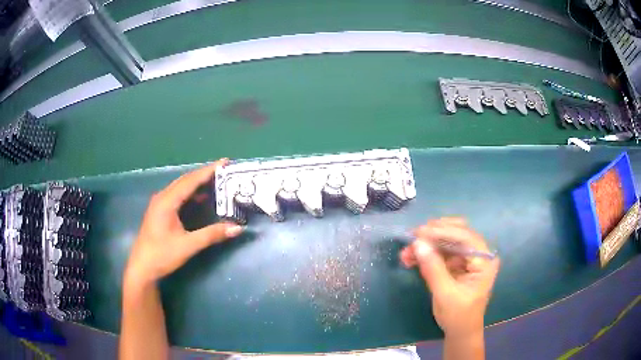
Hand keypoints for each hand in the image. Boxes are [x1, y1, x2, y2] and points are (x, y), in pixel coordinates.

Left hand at [124, 159, 243, 285]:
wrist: (142, 268)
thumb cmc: (162, 255)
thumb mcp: (188, 246)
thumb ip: (211, 235)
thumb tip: (237, 227)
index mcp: (167, 201)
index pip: (190, 181)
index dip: (208, 171)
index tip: (225, 162)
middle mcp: (162, 197)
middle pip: (185, 180)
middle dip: (204, 174)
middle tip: (224, 170)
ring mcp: (160, 204)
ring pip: (181, 187)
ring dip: (198, 182)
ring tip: (216, 180)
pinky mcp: (160, 211)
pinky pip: (178, 195)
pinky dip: (191, 193)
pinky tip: (201, 197)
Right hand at [400, 218, 499, 337]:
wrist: (460, 331)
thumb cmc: (458, 316)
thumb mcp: (445, 294)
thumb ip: (433, 268)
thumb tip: (418, 243)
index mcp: (484, 261)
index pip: (466, 237)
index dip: (443, 231)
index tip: (419, 232)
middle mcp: (479, 254)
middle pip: (457, 233)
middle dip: (433, 235)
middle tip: (412, 237)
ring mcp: (468, 258)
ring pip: (447, 242)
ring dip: (427, 244)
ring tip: (406, 252)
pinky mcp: (458, 264)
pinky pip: (442, 252)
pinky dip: (427, 254)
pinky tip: (411, 258)